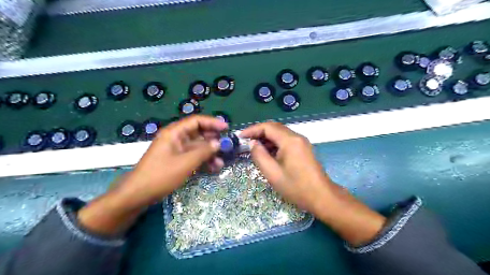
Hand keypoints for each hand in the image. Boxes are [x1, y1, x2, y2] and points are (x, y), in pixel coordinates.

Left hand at [79, 116, 226, 235]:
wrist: (138, 195)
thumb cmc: (161, 175)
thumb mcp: (185, 163)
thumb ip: (204, 151)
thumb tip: (218, 142)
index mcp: (174, 133)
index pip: (196, 121)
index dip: (212, 123)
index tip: (226, 128)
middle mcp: (176, 139)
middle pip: (198, 134)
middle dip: (213, 140)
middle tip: (227, 146)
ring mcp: (176, 151)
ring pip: (197, 147)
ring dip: (210, 153)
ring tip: (221, 162)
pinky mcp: (177, 161)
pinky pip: (193, 157)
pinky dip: (203, 161)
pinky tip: (213, 167)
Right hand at [240, 122, 386, 246]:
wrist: (322, 196)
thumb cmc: (296, 187)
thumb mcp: (272, 173)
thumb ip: (259, 155)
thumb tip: (253, 143)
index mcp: (290, 141)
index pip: (268, 127)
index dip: (252, 130)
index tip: (240, 136)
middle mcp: (297, 137)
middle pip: (274, 127)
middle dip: (258, 132)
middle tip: (245, 141)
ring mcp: (302, 142)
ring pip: (280, 133)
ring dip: (266, 138)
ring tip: (254, 147)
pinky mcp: (303, 148)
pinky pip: (286, 140)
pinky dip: (274, 143)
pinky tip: (267, 152)